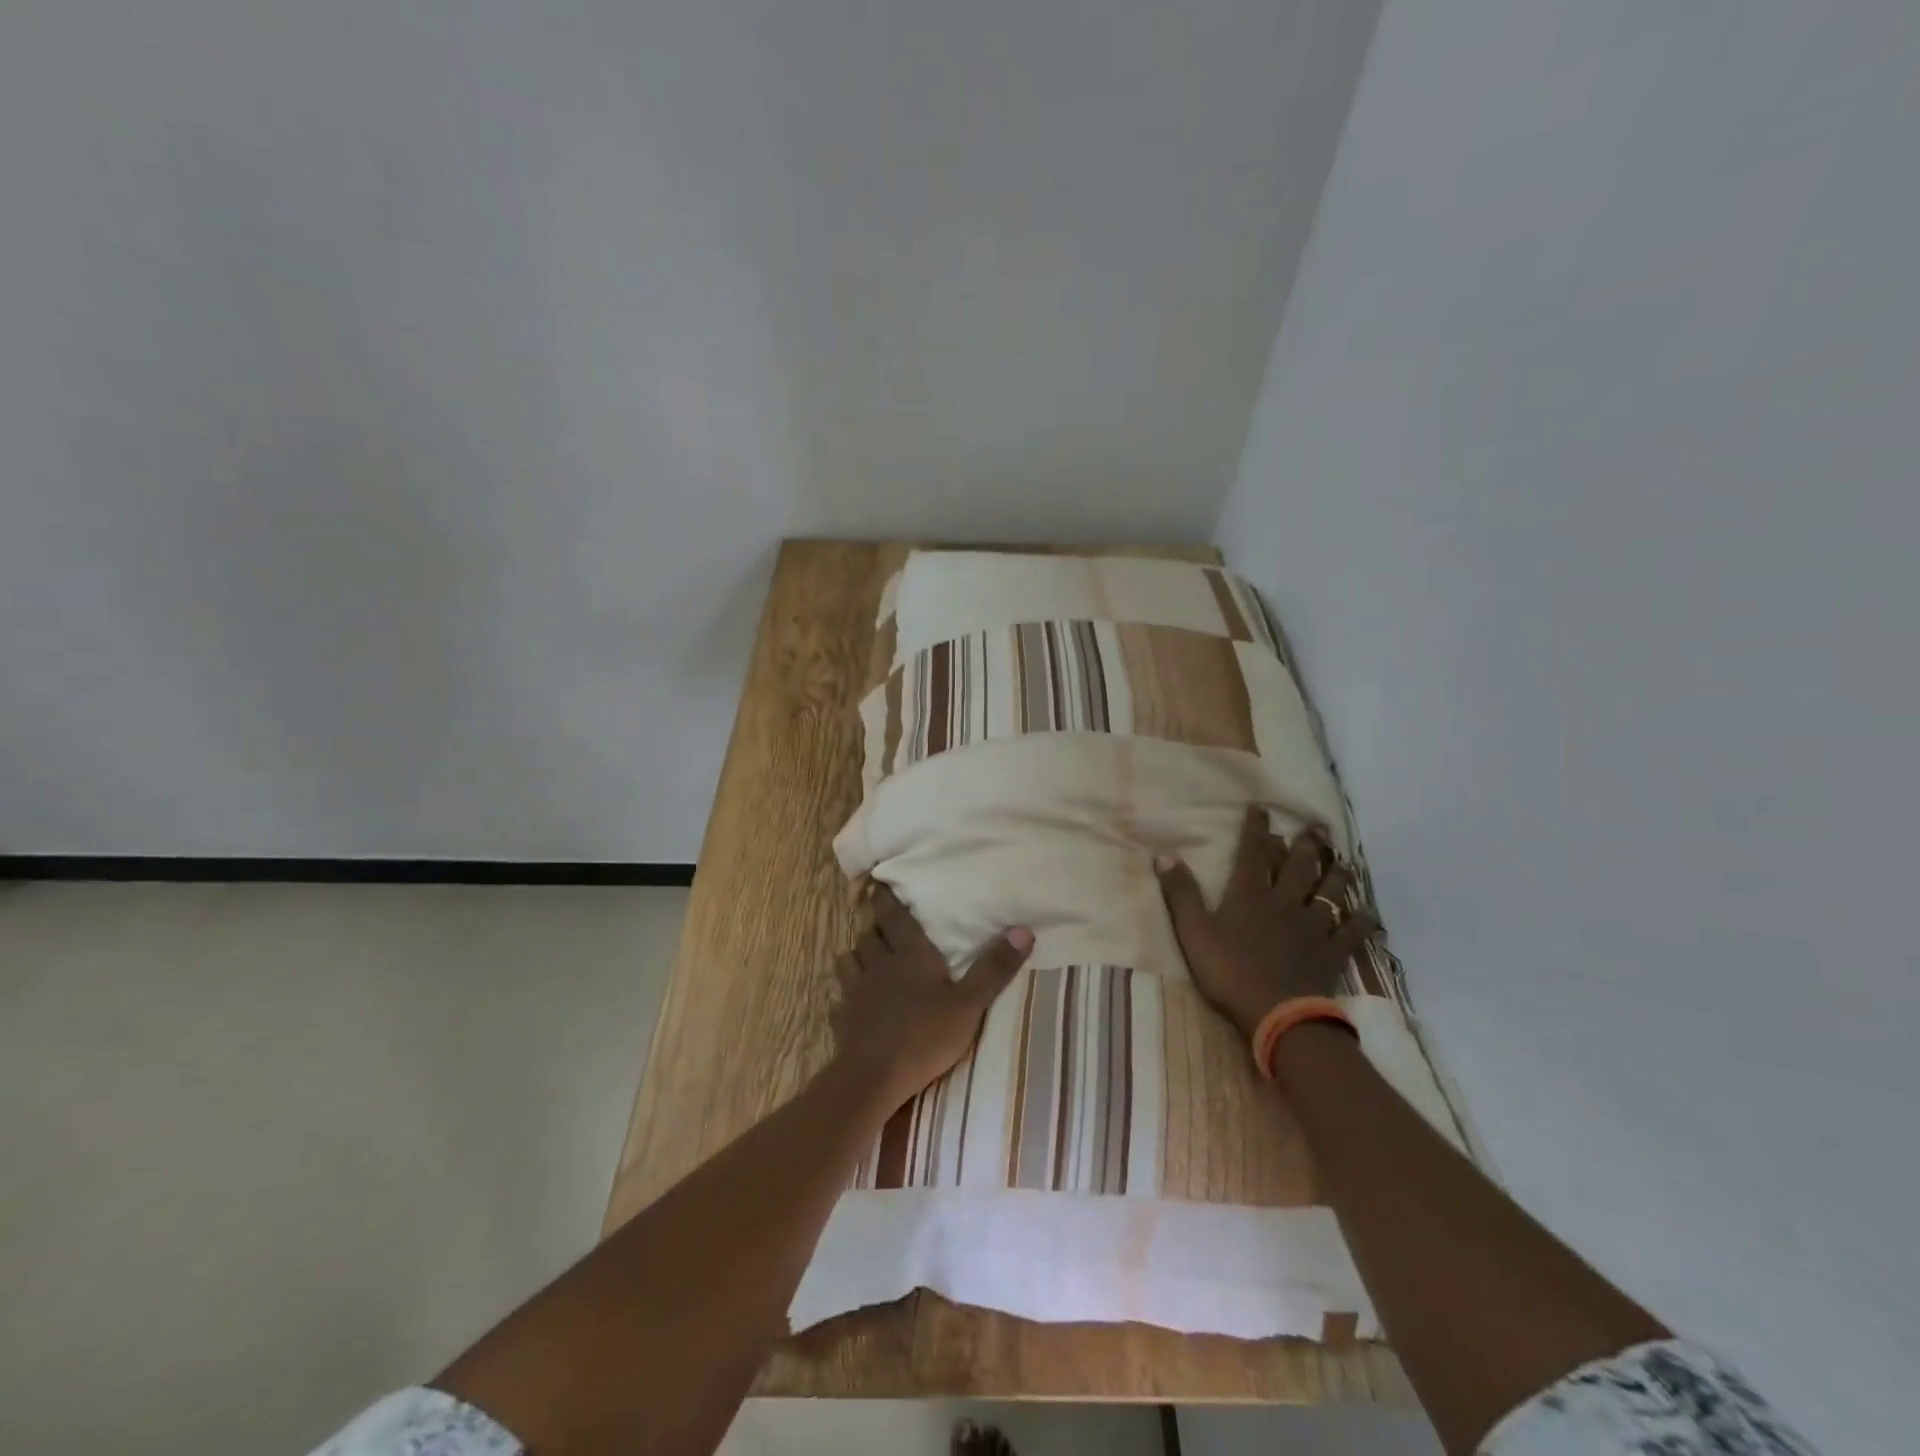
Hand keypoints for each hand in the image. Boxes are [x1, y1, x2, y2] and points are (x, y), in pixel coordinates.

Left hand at [830, 885, 1034, 1108]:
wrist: (874, 1077)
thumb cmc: (925, 1036)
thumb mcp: (970, 1004)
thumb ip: (994, 969)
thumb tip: (1022, 929)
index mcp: (909, 955)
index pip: (894, 916)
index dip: (886, 898)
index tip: (878, 884)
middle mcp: (878, 964)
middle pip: (869, 935)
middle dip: (874, 927)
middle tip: (881, 924)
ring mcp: (855, 991)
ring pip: (848, 960)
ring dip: (856, 956)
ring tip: (865, 959)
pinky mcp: (841, 1019)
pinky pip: (839, 1000)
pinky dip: (844, 997)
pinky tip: (850, 1005)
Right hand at [1154, 806, 1380, 1040]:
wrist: (1278, 1014)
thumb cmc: (1229, 971)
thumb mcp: (1193, 931)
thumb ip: (1180, 893)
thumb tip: (1164, 855)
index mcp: (1250, 895)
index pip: (1254, 853)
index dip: (1257, 830)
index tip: (1262, 809)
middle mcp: (1285, 902)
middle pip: (1298, 867)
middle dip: (1306, 844)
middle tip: (1318, 826)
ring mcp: (1313, 927)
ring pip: (1329, 893)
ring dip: (1336, 874)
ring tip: (1343, 860)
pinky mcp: (1332, 952)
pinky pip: (1351, 932)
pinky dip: (1361, 921)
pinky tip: (1369, 913)